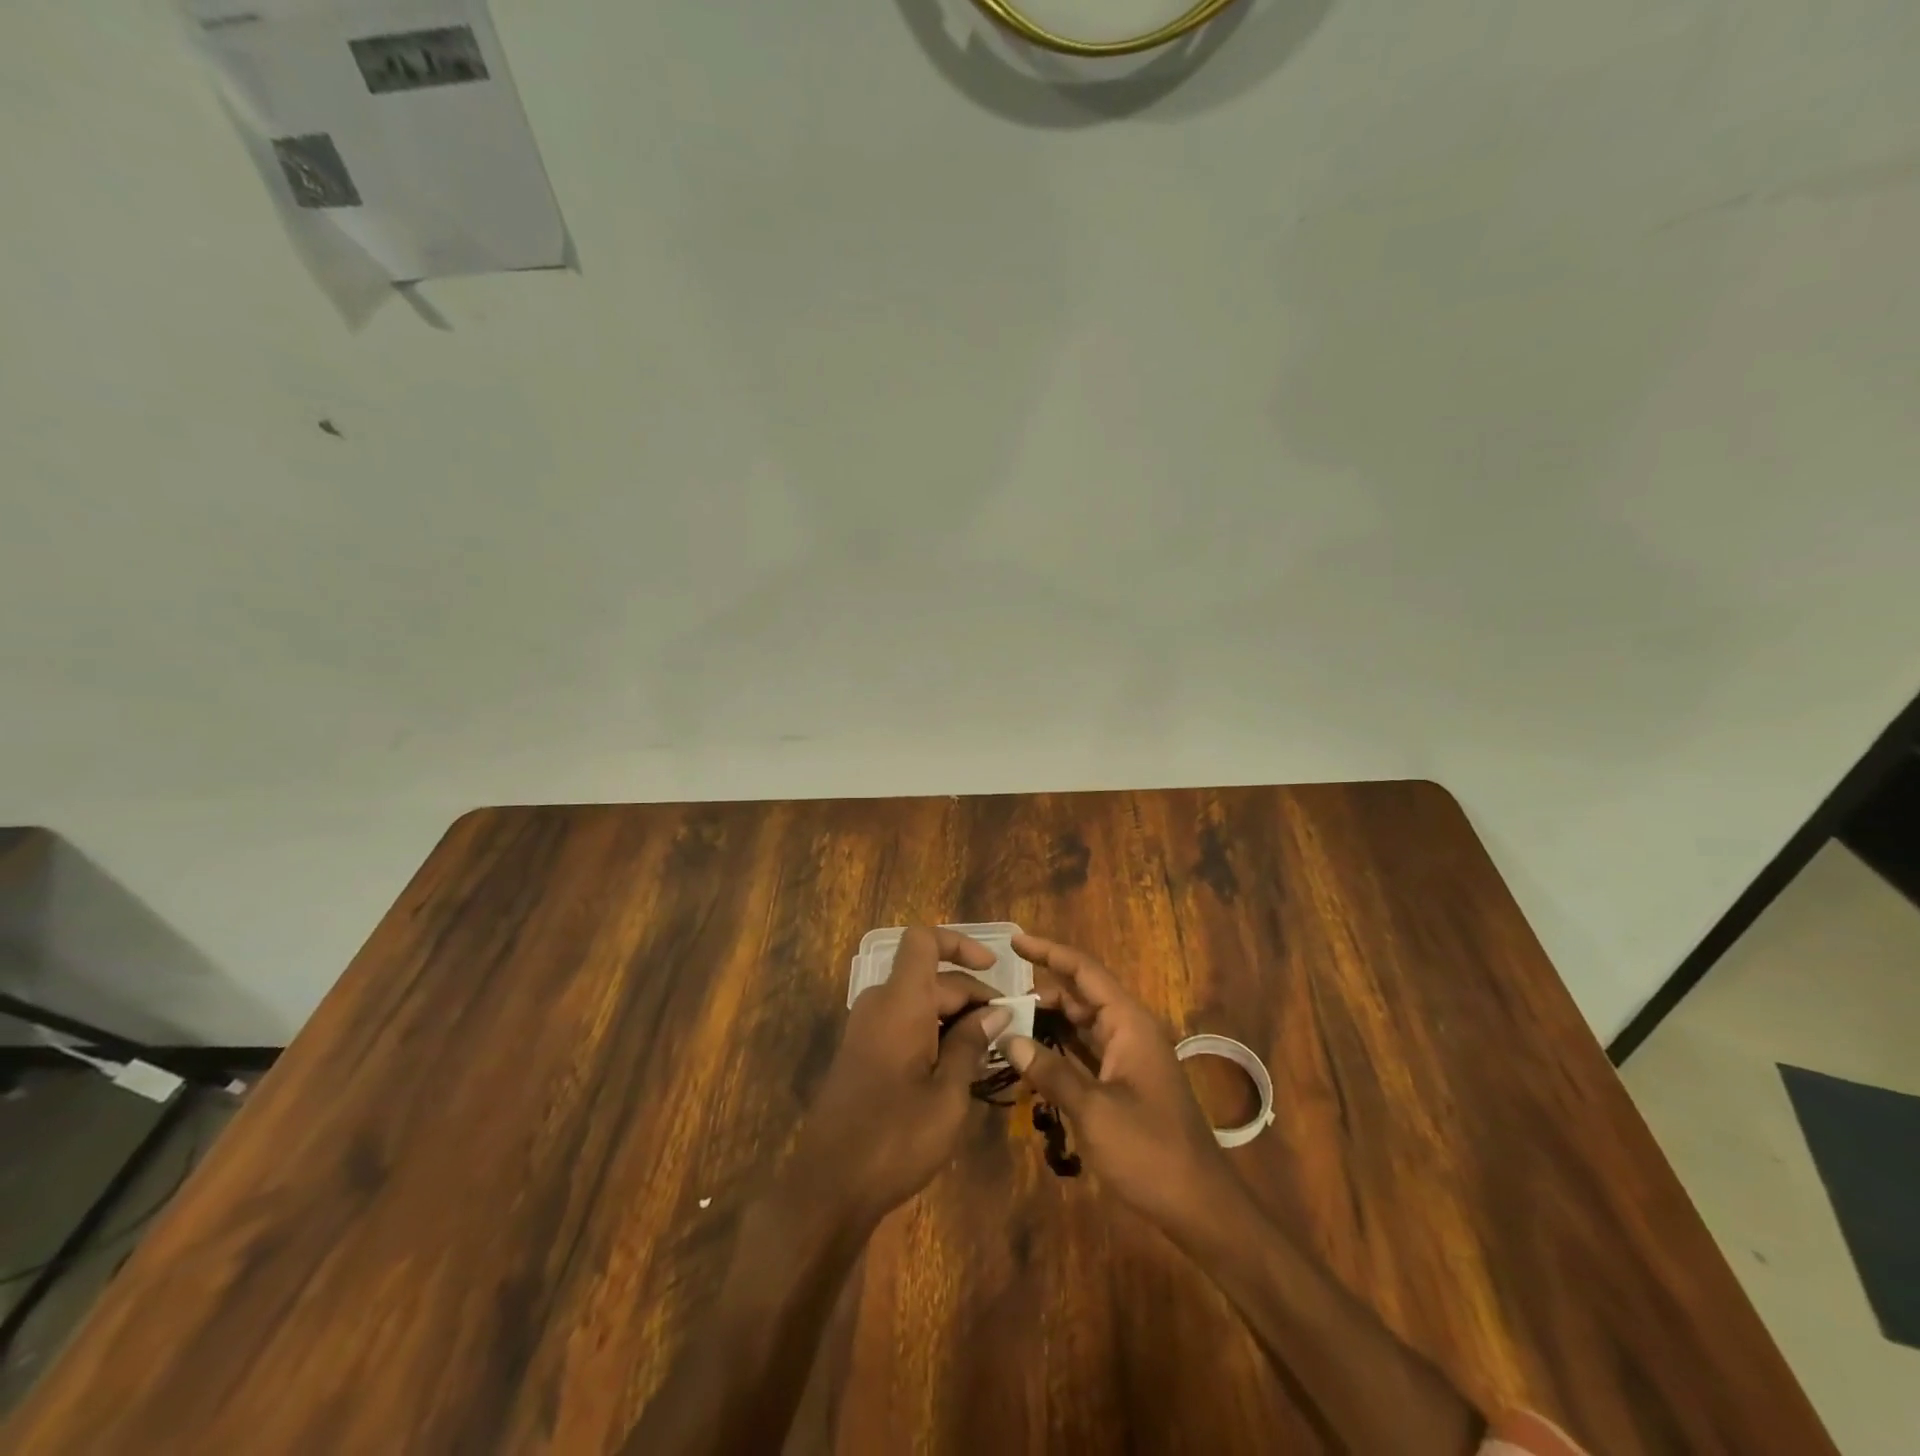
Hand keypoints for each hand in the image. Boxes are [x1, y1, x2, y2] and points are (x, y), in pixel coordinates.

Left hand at [787, 926, 1010, 1227]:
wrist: (828, 1186)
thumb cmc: (895, 1138)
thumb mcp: (948, 1094)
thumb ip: (972, 1044)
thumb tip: (995, 1011)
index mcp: (901, 1002)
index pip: (924, 940)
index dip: (959, 943)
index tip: (994, 968)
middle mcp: (880, 1004)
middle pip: (931, 977)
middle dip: (971, 996)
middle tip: (1008, 1031)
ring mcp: (867, 1029)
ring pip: (919, 1002)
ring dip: (955, 1018)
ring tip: (990, 1053)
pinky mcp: (863, 1053)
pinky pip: (904, 1024)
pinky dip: (934, 1033)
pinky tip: (959, 1069)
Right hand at [1004, 934, 1237, 1232]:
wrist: (1200, 1207)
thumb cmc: (1149, 1151)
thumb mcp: (1093, 1110)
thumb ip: (1050, 1071)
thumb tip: (1011, 1039)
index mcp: (1129, 1023)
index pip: (1085, 971)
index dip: (1050, 952)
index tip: (1015, 941)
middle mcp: (1130, 1031)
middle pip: (1081, 996)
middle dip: (1042, 992)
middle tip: (999, 996)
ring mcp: (1129, 1058)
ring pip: (1083, 1025)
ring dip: (1049, 1021)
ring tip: (1008, 1020)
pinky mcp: (1126, 1084)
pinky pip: (1087, 1051)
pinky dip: (1061, 1048)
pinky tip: (1033, 1055)